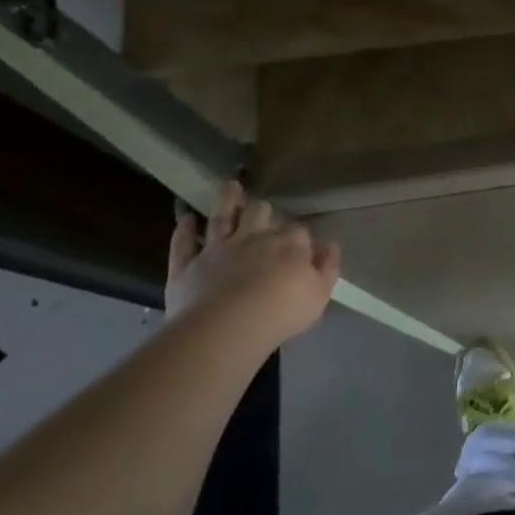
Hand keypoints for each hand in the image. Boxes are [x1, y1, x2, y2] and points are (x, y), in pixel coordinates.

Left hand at [165, 181, 339, 346]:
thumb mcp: (319, 294)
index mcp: (288, 245)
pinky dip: (184, 230)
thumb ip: (327, 268)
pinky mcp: (187, 266)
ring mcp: (217, 250)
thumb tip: (330, 246)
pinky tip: (186, 219)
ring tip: (230, 186)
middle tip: (263, 208)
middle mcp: (252, 238)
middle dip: (263, 210)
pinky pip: (183, 244)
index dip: (300, 237)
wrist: (226, 327)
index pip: (298, 231)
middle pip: (259, 214)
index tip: (302, 245)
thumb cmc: (281, 312)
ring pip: (221, 218)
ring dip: (226, 201)